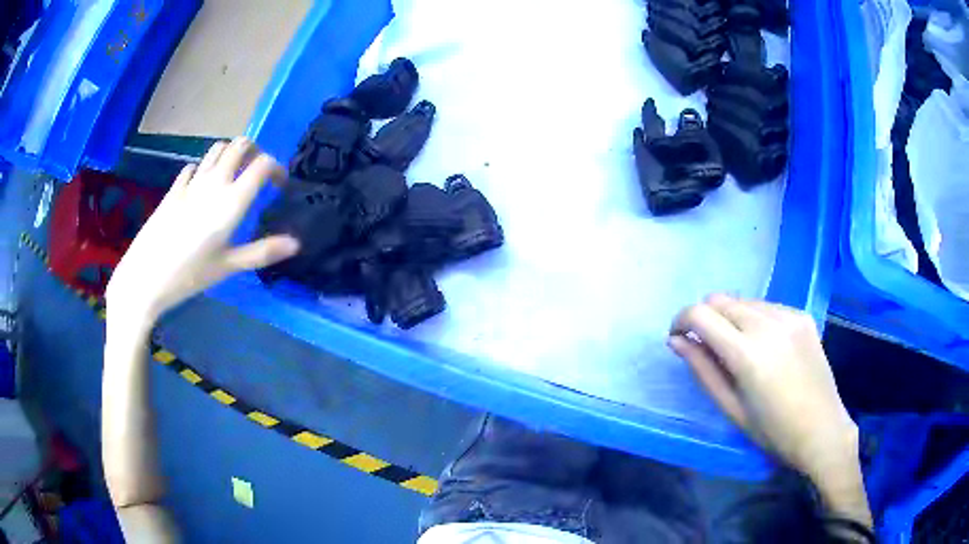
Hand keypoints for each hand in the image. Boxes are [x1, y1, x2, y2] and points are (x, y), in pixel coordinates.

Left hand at [106, 138, 299, 325]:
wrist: (145, 276)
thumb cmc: (189, 275)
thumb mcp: (228, 267)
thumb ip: (262, 252)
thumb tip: (296, 244)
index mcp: (232, 201)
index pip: (262, 165)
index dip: (276, 169)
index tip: (280, 185)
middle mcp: (214, 183)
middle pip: (240, 145)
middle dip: (254, 151)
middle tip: (257, 171)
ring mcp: (191, 183)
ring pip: (216, 149)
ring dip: (230, 154)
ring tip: (233, 173)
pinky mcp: (174, 189)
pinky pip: (193, 166)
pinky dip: (204, 168)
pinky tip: (202, 185)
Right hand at [668, 294, 857, 480]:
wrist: (822, 429)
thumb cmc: (772, 430)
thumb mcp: (731, 408)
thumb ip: (703, 369)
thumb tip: (676, 341)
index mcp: (746, 353)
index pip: (700, 314)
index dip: (681, 320)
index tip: (678, 337)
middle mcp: (767, 324)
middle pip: (720, 299)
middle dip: (705, 317)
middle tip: (707, 345)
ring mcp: (788, 315)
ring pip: (743, 300)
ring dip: (730, 317)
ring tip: (738, 347)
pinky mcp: (801, 315)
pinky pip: (767, 306)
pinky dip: (755, 318)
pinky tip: (764, 345)